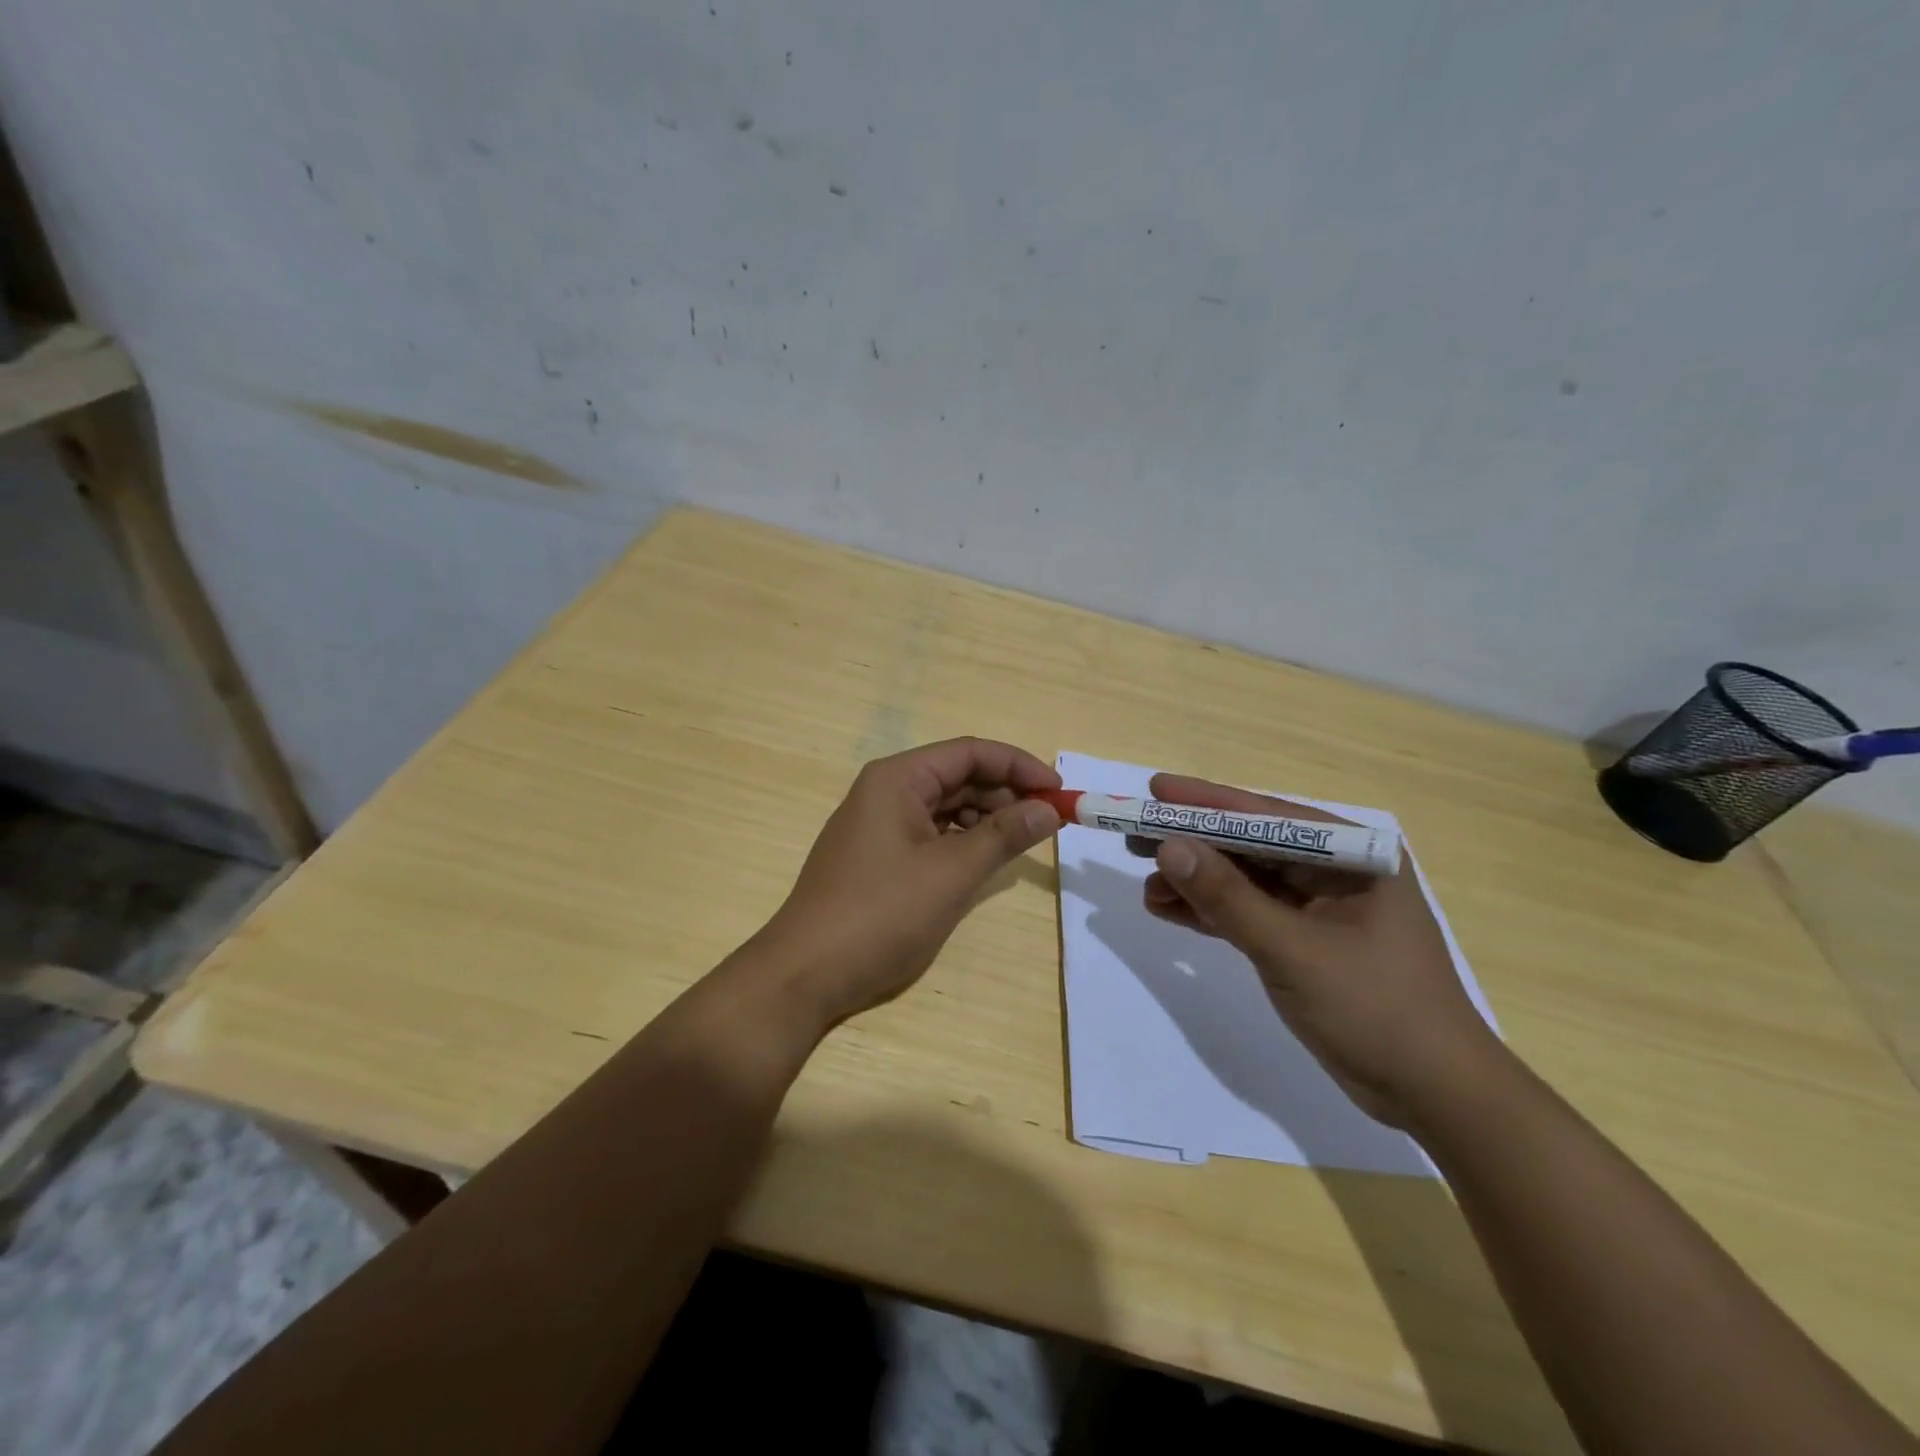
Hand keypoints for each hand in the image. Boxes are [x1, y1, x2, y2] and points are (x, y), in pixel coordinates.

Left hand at [748, 738, 1061, 1028]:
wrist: (806, 974)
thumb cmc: (881, 914)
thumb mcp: (951, 873)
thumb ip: (1003, 835)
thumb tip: (1049, 809)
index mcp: (898, 779)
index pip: (970, 752)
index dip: (1019, 766)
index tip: (1058, 792)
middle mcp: (886, 791)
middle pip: (958, 776)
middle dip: (1005, 794)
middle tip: (1048, 822)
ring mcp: (879, 825)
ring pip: (946, 807)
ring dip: (986, 818)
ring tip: (1022, 842)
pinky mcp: (878, 857)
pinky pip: (930, 834)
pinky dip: (962, 841)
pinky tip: (985, 860)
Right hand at [1141, 773, 1501, 1128]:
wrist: (1436, 1095)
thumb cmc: (1375, 1008)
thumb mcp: (1292, 949)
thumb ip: (1227, 897)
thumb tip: (1168, 848)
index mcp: (1351, 855)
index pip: (1266, 816)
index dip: (1206, 802)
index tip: (1154, 790)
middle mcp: (1336, 871)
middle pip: (1250, 845)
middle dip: (1193, 843)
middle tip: (1134, 836)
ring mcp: (1321, 907)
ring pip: (1245, 881)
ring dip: (1196, 883)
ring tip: (1145, 886)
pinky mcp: (1306, 941)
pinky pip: (1249, 914)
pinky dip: (1212, 913)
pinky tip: (1169, 911)